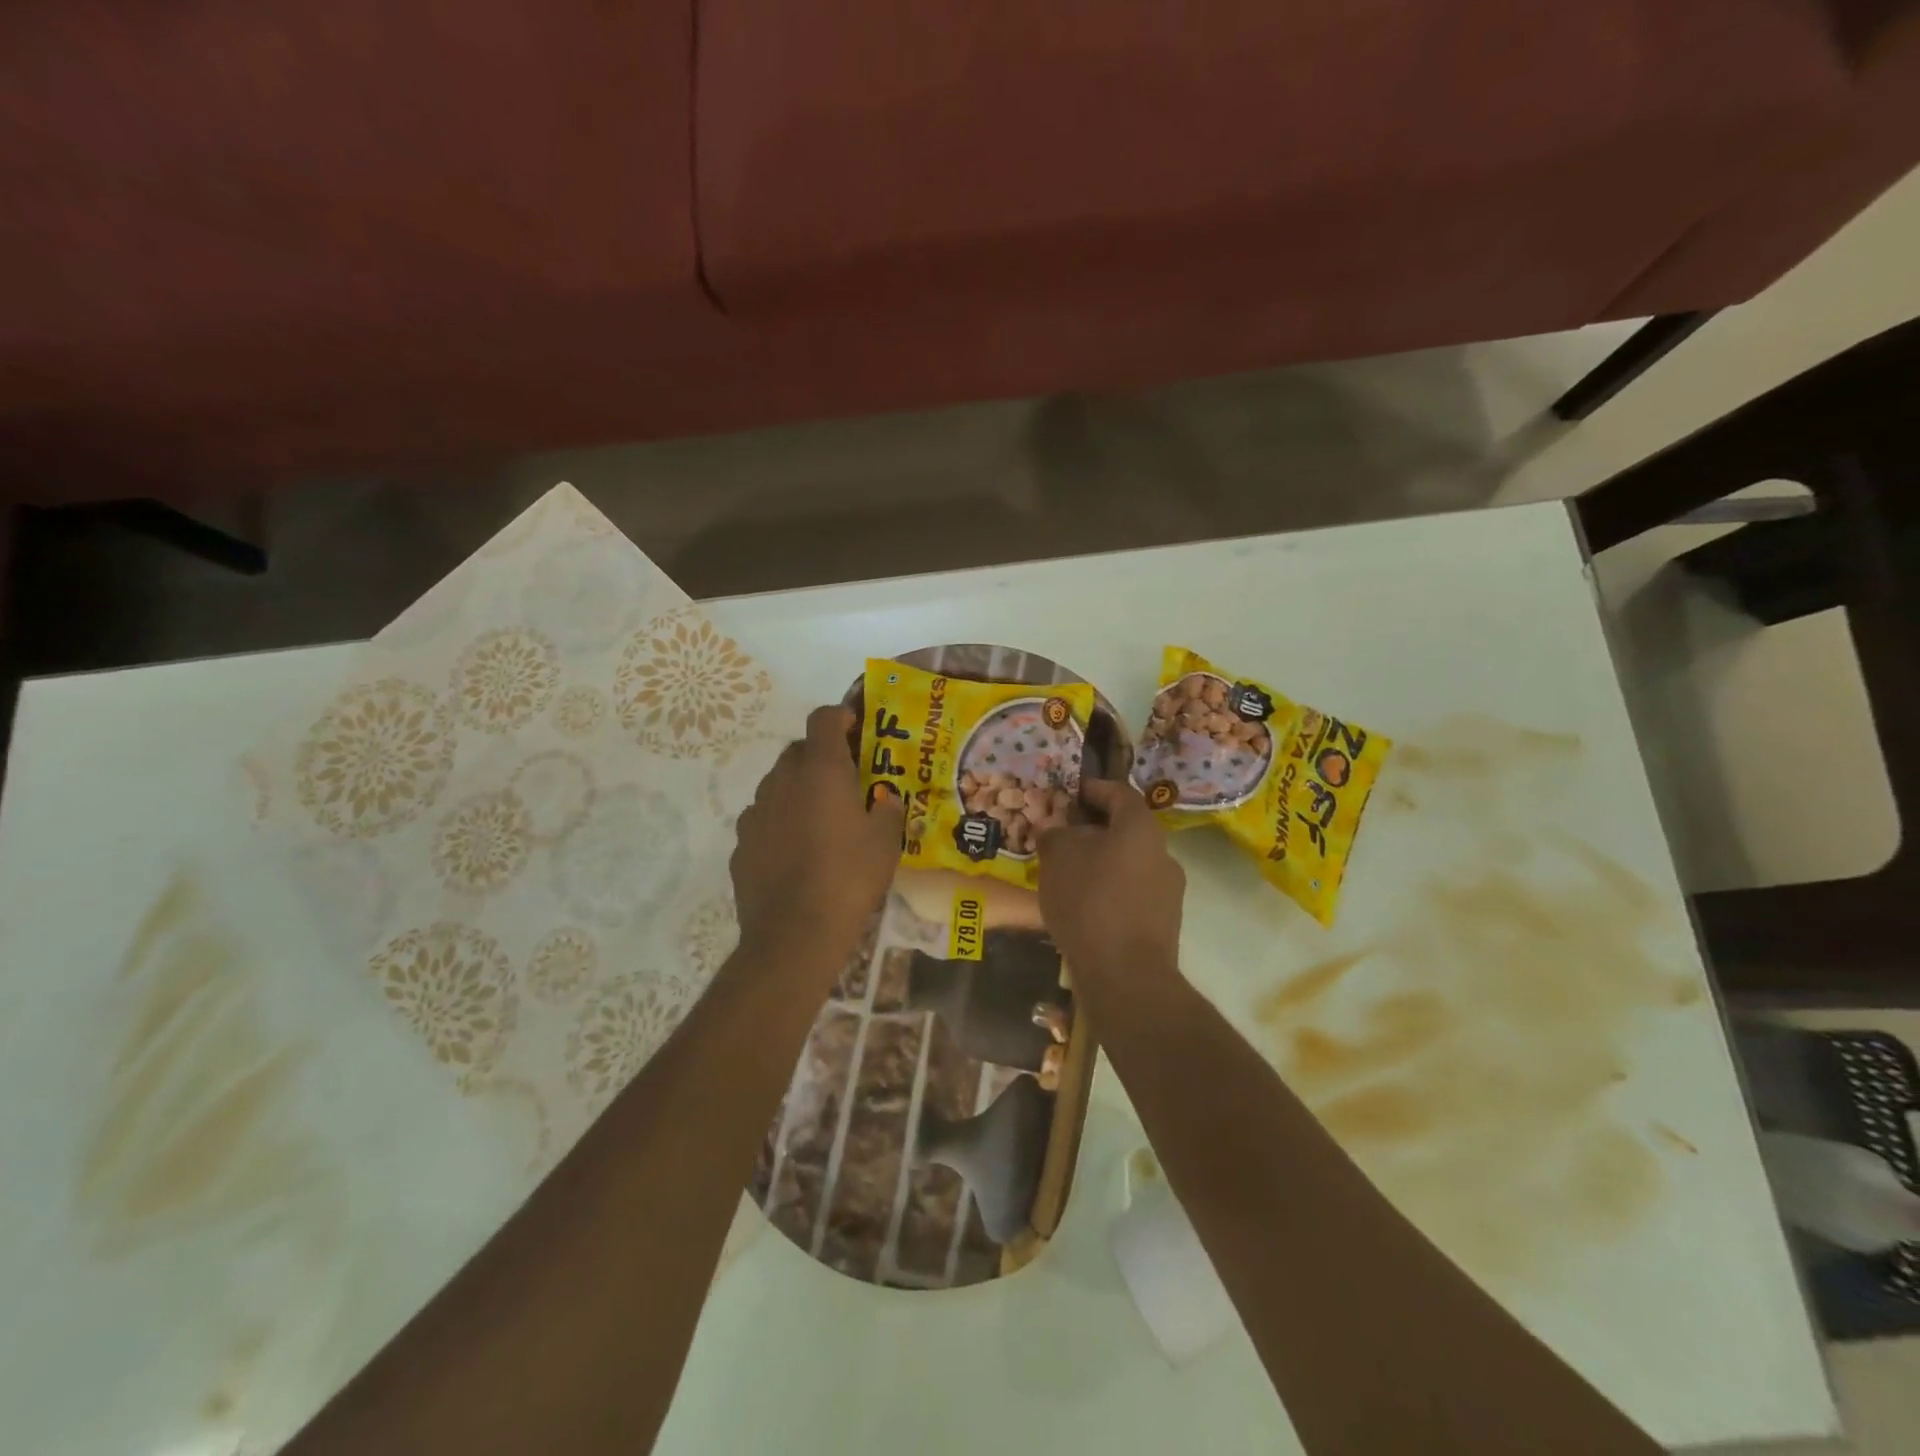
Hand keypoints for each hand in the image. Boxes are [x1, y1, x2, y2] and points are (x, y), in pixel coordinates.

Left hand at [731, 705, 904, 976]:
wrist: (794, 934)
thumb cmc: (849, 878)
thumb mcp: (886, 843)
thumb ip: (887, 810)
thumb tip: (884, 799)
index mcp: (821, 770)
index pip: (823, 718)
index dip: (840, 715)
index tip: (855, 726)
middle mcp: (782, 781)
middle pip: (798, 750)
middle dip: (820, 756)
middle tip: (845, 779)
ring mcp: (756, 812)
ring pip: (778, 785)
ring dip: (798, 789)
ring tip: (820, 819)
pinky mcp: (741, 844)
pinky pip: (764, 819)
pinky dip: (780, 821)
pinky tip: (795, 850)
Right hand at [1036, 778, 1184, 980]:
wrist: (1126, 975)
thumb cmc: (1090, 901)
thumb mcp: (1058, 857)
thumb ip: (1055, 834)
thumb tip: (1056, 830)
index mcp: (1142, 828)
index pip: (1120, 793)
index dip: (1094, 788)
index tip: (1071, 792)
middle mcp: (1163, 853)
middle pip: (1126, 830)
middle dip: (1094, 830)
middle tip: (1063, 836)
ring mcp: (1168, 891)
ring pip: (1129, 864)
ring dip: (1101, 862)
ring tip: (1068, 874)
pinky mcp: (1163, 924)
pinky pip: (1131, 894)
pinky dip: (1109, 891)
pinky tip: (1084, 907)